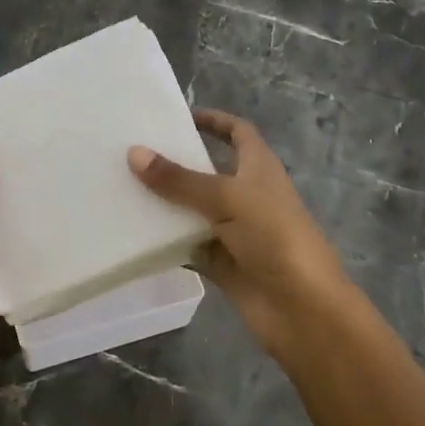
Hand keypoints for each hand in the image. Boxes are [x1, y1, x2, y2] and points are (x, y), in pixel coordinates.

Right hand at [128, 108, 345, 359]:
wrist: (303, 310)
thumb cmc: (274, 237)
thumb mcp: (226, 198)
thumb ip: (178, 179)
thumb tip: (134, 152)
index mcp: (258, 168)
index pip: (237, 133)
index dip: (214, 120)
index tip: (178, 116)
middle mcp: (246, 194)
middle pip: (207, 170)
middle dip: (175, 161)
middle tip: (132, 150)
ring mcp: (233, 230)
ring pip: (193, 208)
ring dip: (165, 201)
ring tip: (121, 186)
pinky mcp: (222, 261)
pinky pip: (187, 244)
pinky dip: (165, 239)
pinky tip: (132, 231)